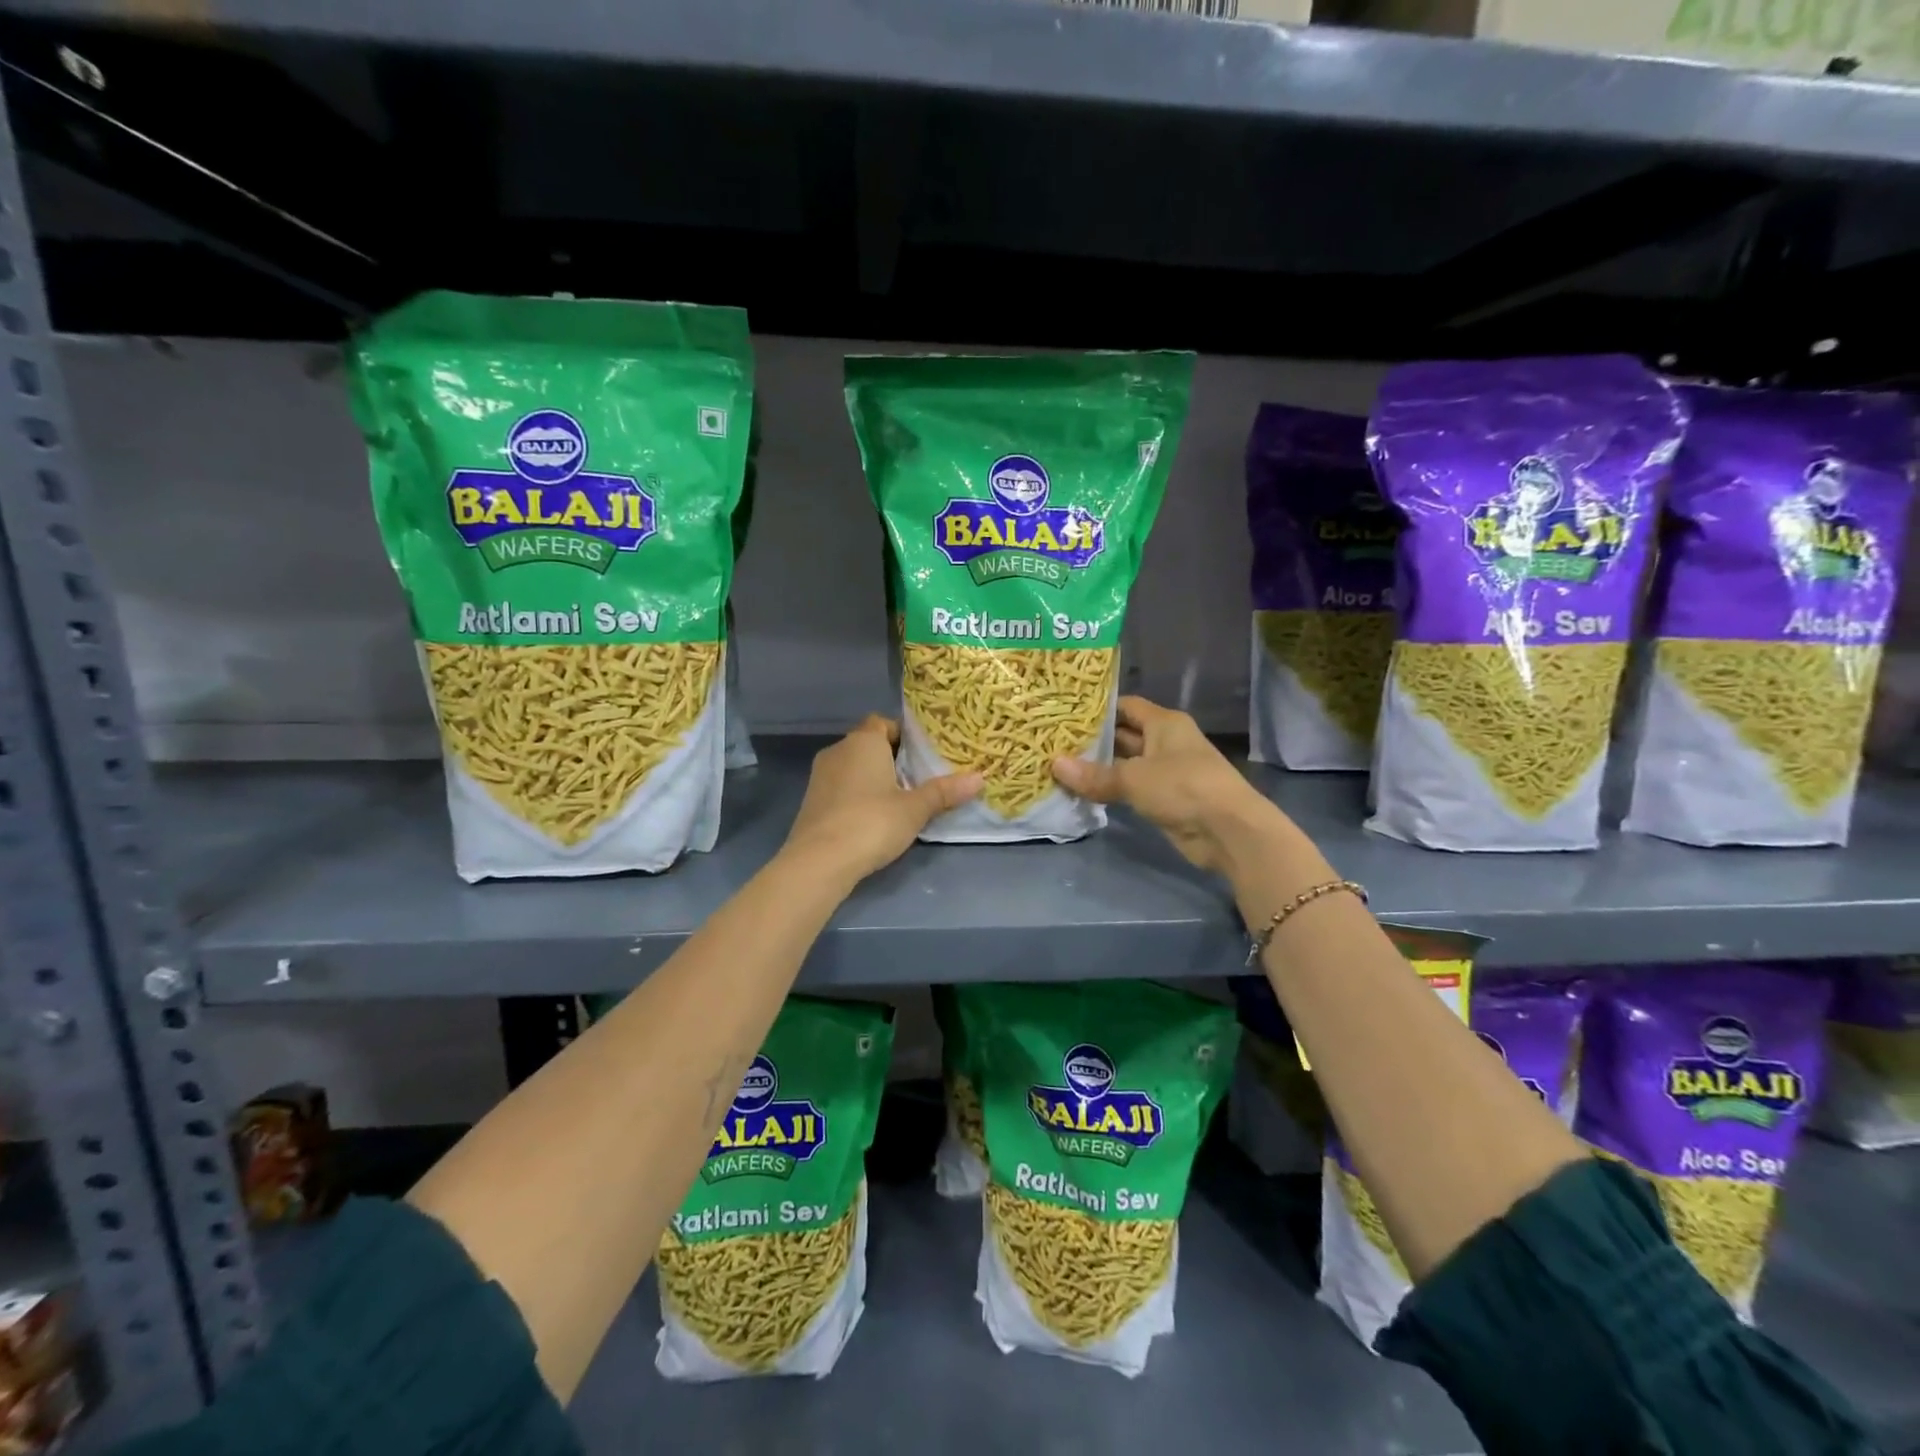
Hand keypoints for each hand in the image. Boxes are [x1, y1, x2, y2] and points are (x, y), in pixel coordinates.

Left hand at [782, 716, 981, 883]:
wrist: (819, 860)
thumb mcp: (915, 809)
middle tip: (918, 778)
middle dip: (891, 758)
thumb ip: (945, 792)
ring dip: (872, 778)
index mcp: (863, 741)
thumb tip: (980, 778)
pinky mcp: (811, 801)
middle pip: (868, 744)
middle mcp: (838, 750)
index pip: (883, 722)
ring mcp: (819, 776)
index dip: (903, 735)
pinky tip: (872, 818)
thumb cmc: (872, 822)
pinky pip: (840, 787)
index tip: (923, 754)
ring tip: (899, 800)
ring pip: (852, 767)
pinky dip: (856, 795)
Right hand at [1051, 696, 1290, 874]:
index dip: (1098, 708)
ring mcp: (1166, 771)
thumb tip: (1054, 765)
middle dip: (1093, 740)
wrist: (1228, 831)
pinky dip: (1111, 790)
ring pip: (1126, 764)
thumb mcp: (1134, 778)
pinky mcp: (1165, 799)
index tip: (1066, 712)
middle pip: (1124, 735)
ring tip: (1059, 766)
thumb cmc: (1183, 787)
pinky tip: (1082, 791)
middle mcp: (1166, 742)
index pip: (1126, 706)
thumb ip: (1095, 774)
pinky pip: (1131, 788)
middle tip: (1054, 742)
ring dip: (1099, 768)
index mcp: (1164, 723)